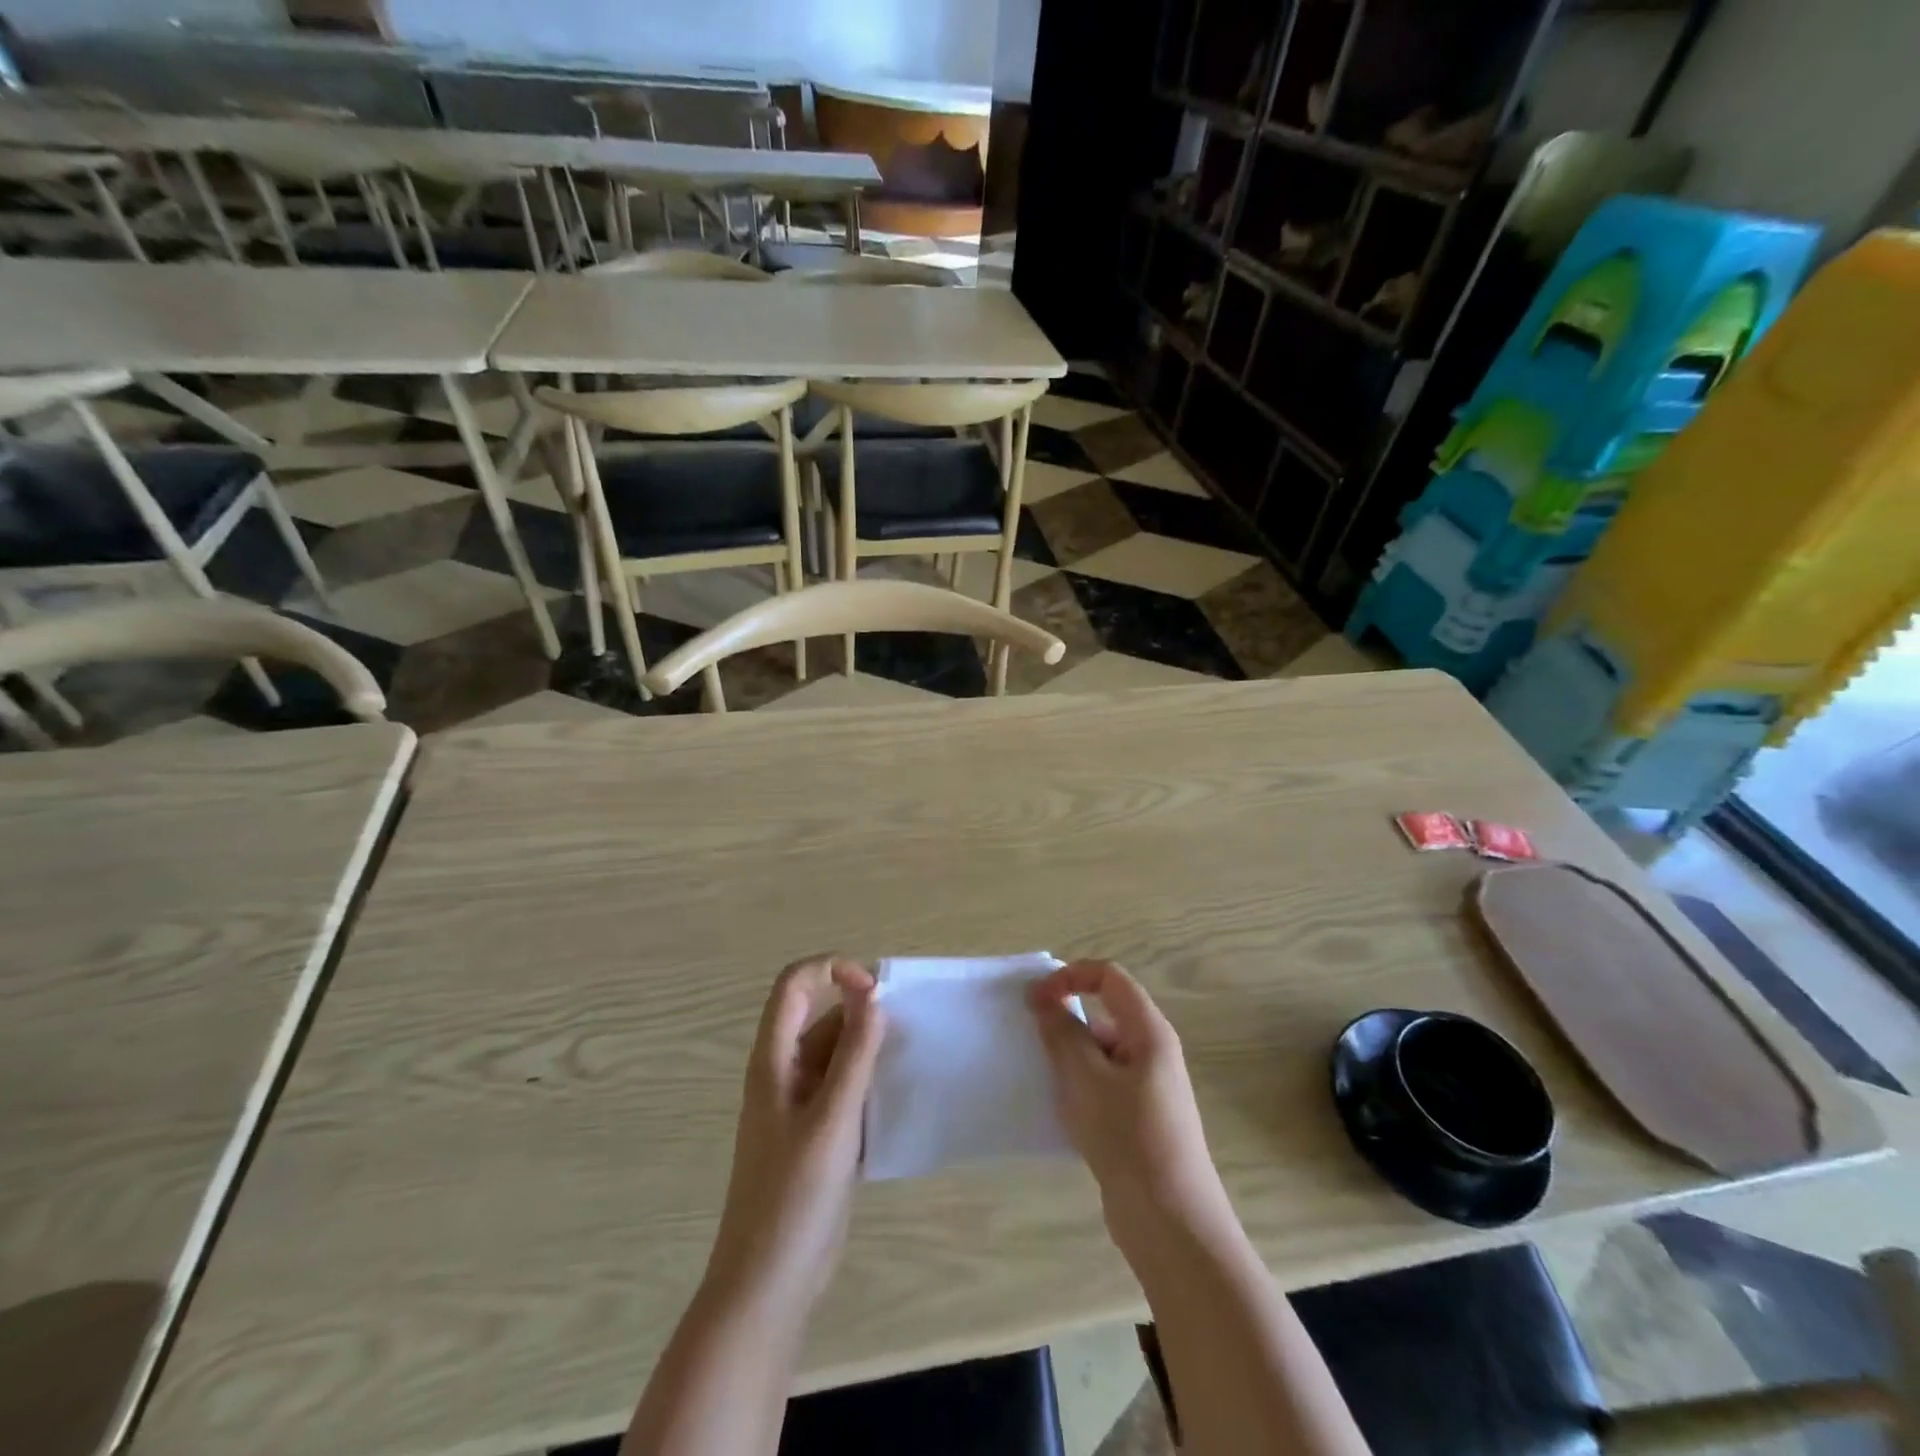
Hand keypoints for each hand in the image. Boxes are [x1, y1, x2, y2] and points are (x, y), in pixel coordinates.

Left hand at [707, 957, 885, 1309]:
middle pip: (820, 1016)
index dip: (832, 971)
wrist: (767, 1286)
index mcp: (773, 1060)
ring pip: (836, 1054)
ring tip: (909, 1059)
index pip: (794, 984)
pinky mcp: (817, 1135)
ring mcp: (799, 1106)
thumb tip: (873, 997)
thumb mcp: (832, 1120)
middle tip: (907, 1029)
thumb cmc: (794, 1197)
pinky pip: (844, 1088)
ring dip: (869, 1048)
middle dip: (861, 1011)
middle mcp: (783, 1074)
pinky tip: (898, 1097)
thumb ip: (854, 1055)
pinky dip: (869, 1082)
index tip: (875, 992)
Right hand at [1029, 960, 1231, 1244]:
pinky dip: (1078, 1086)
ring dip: (1068, 1057)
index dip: (1071, 976)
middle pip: (1105, 1013)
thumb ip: (1062, 1033)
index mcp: (1149, 1031)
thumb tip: (1044, 999)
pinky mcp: (1139, 1120)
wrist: (1171, 1224)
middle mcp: (1153, 1052)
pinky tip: (1056, 1110)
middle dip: (1065, 1019)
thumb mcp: (1086, 1079)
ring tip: (1039, 1077)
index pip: (1109, 977)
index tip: (1035, 999)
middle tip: (1030, 1040)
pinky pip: (1103, 1085)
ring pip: (1101, 1053)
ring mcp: (1148, 1088)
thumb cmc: (1129, 1138)